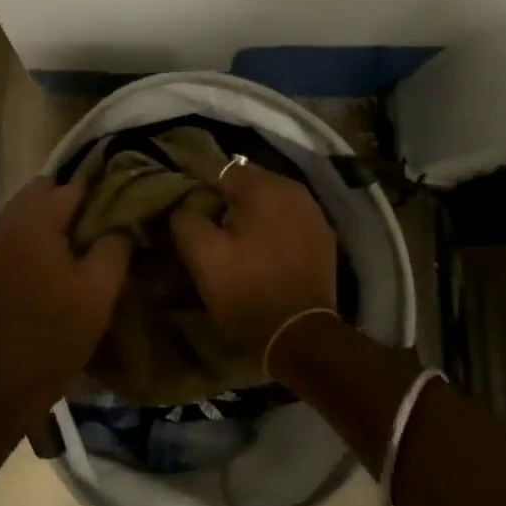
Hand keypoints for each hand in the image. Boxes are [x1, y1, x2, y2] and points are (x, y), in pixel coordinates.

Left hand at [0, 173, 129, 428]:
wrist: (6, 381)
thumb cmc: (58, 332)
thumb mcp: (101, 290)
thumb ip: (115, 244)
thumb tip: (121, 222)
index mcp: (35, 222)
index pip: (72, 186)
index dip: (99, 189)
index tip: (121, 199)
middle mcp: (7, 222)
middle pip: (43, 189)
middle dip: (71, 198)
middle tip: (99, 221)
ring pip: (25, 207)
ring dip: (50, 214)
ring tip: (78, 240)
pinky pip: (13, 228)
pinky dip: (33, 231)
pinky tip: (53, 257)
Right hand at [170, 162, 337, 362]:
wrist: (301, 336)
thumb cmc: (248, 290)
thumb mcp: (203, 257)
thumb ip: (186, 220)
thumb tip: (184, 206)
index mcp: (263, 187)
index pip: (219, 169)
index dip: (197, 184)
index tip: (182, 202)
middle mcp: (293, 189)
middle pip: (248, 182)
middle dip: (225, 196)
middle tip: (205, 221)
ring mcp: (313, 213)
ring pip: (270, 199)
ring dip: (250, 211)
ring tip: (232, 235)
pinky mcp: (323, 237)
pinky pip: (288, 218)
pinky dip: (272, 225)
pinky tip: (261, 247)